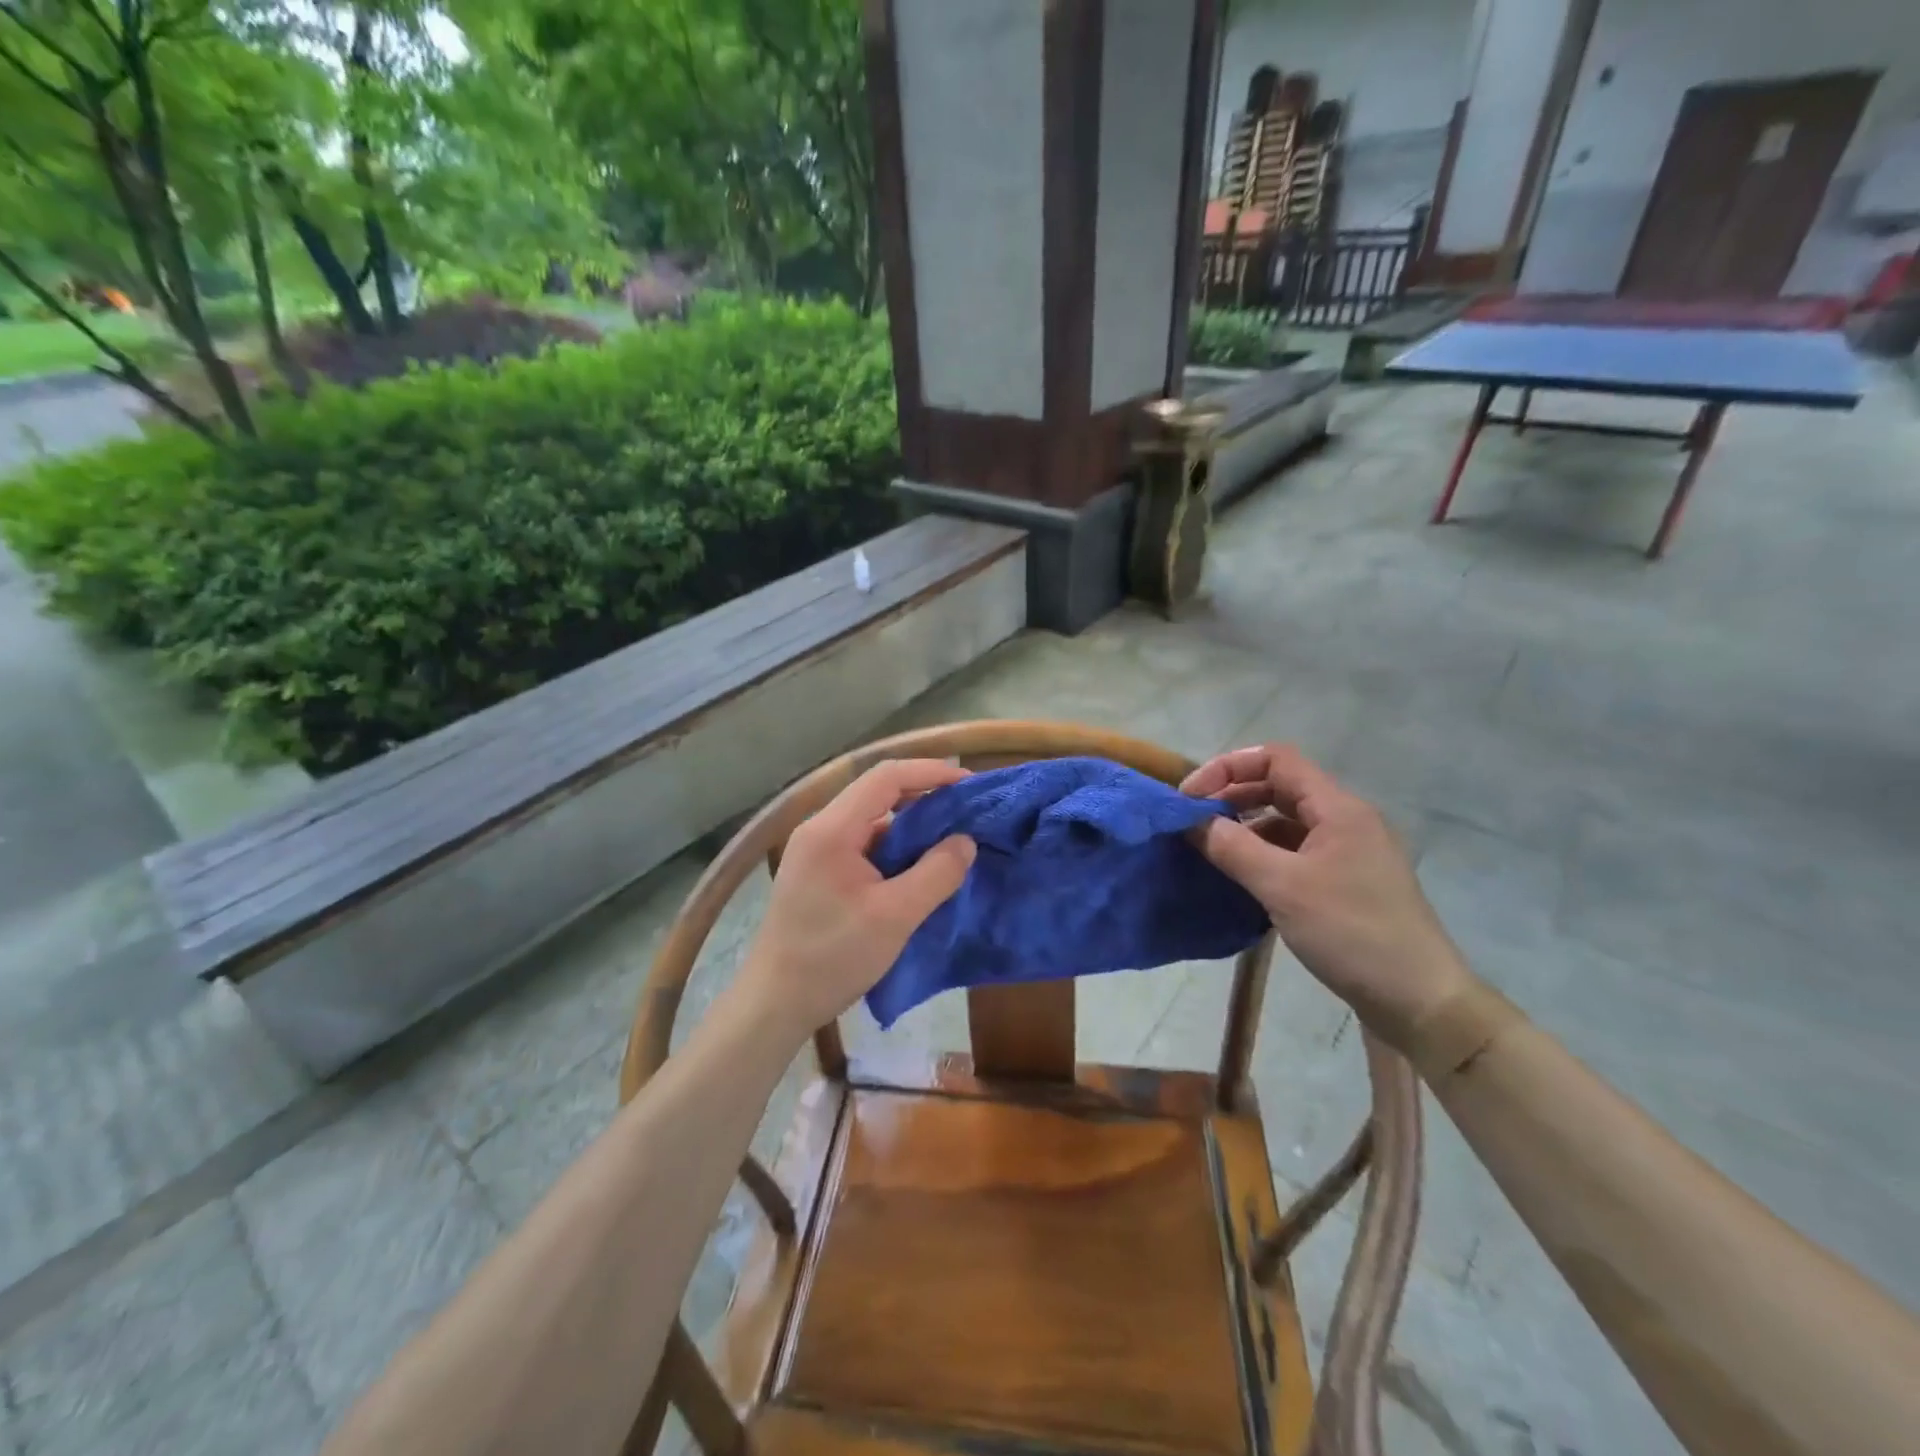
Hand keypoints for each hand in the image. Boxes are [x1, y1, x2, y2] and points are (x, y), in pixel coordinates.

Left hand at [737, 758, 976, 1042]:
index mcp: (832, 829)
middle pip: (877, 793)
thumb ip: (936, 874)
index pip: (886, 776)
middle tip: (966, 814)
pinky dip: (893, 849)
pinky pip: (862, 844)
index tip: (969, 786)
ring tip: (949, 841)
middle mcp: (820, 828)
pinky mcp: (817, 872)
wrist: (774, 1003)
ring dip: (910, 826)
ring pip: (871, 820)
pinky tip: (917, 869)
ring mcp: (815, 850)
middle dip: (924, 797)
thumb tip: (966, 841)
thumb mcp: (895, 917)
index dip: (930, 773)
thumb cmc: (832, 958)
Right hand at [1183, 744, 1471, 1040]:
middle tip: (1192, 822)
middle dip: (1232, 796)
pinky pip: (1296, 853)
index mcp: (1338, 809)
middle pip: (1280, 787)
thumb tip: (1191, 821)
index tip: (1190, 797)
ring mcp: (1348, 853)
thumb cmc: (1352, 933)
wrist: (1419, 1001)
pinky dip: (1263, 855)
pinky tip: (1241, 878)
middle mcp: (1345, 821)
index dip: (1228, 767)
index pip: (1276, 760)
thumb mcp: (1283, 887)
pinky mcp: (1346, 883)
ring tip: (1209, 850)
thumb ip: (1233, 847)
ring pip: (1286, 822)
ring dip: (1245, 828)